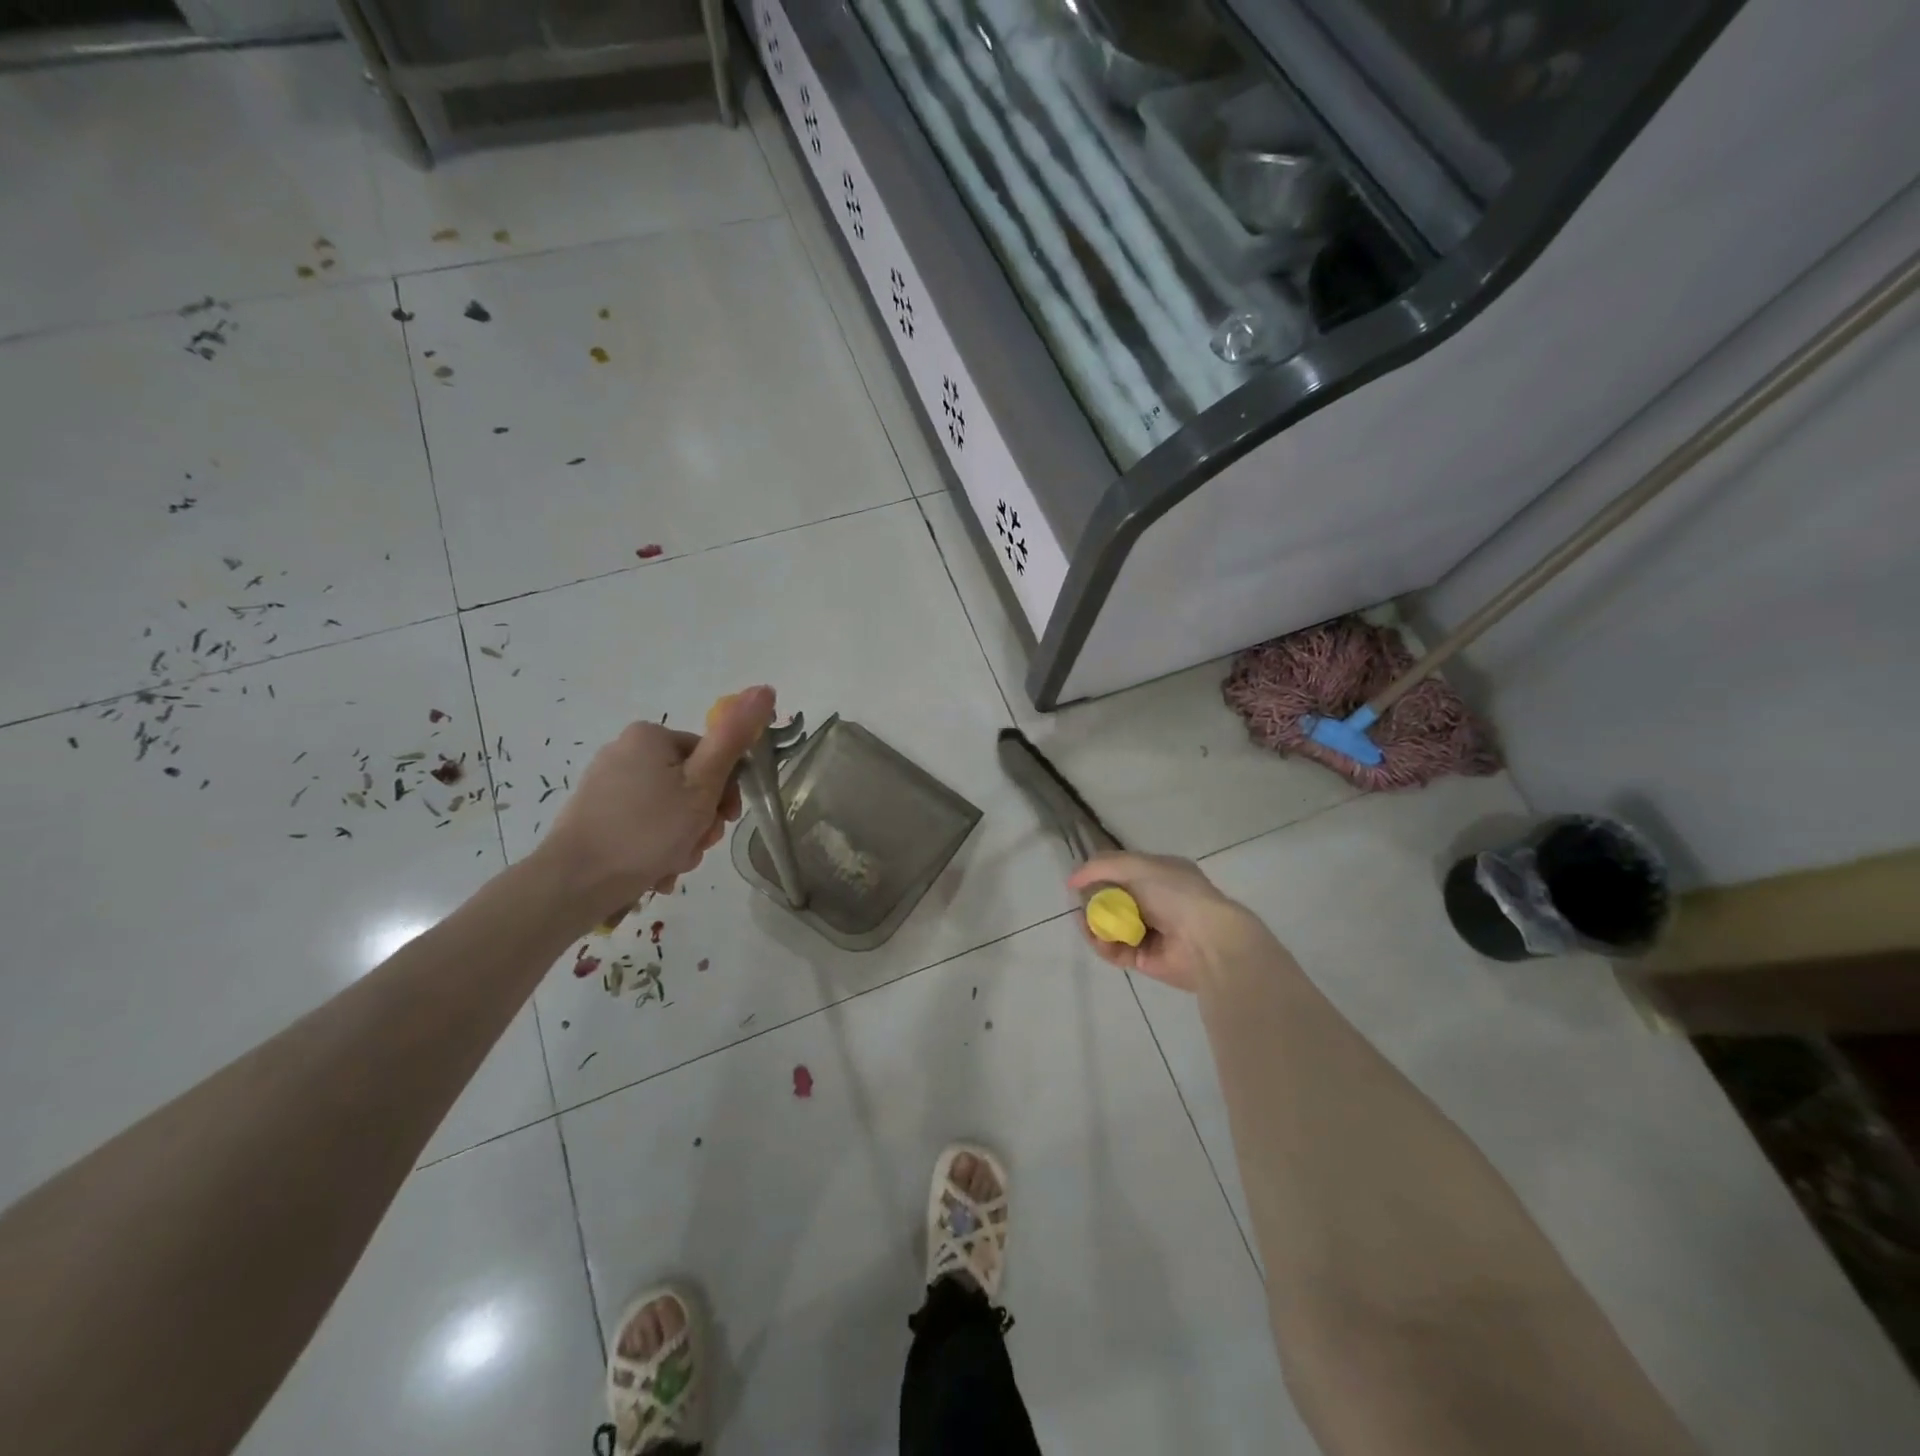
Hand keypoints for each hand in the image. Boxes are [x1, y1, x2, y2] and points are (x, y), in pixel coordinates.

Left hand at [535, 686, 775, 924]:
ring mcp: (605, 784)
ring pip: (667, 809)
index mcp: (650, 736)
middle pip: (689, 784)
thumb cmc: (647, 830)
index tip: (725, 821)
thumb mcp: (703, 785)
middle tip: (698, 847)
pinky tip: (655, 872)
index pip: (711, 756)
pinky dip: (655, 847)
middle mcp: (624, 751)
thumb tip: (765, 688)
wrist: (574, 882)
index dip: (726, 791)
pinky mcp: (594, 814)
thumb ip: (734, 738)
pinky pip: (641, 825)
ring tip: (673, 865)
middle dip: (701, 821)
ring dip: (682, 839)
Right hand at [1067, 853, 1267, 991]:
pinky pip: (1115, 950)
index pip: (1122, 871)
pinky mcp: (1144, 958)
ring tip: (1088, 925)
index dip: (1098, 875)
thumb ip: (1102, 866)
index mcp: (1160, 874)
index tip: (1078, 881)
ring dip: (1095, 925)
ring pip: (1110, 926)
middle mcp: (1155, 901)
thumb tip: (1072, 879)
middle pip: (1112, 899)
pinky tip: (1100, 941)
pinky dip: (1104, 946)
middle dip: (1093, 902)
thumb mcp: (1138, 866)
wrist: (1207, 941)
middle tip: (1082, 906)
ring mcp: (1149, 931)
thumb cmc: (1176, 895)